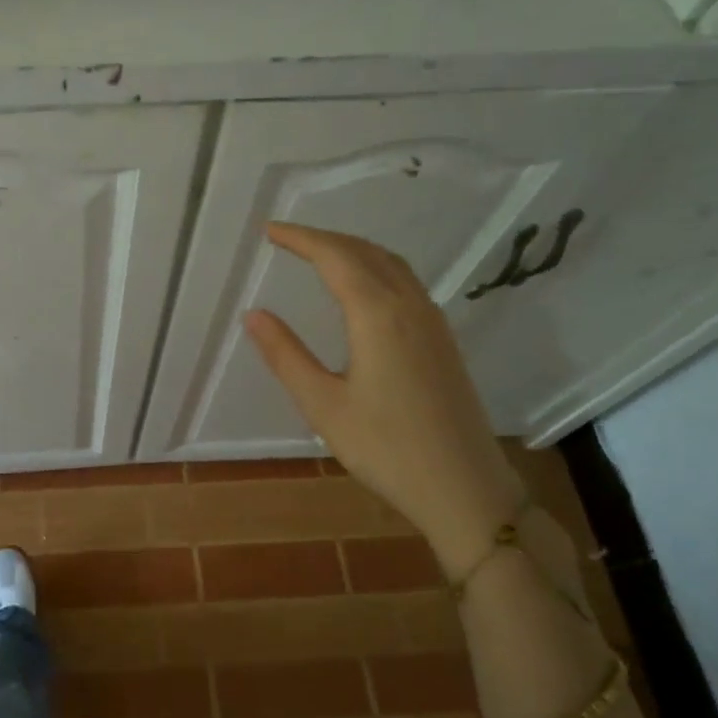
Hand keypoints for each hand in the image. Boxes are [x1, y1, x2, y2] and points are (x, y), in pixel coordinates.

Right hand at [243, 223, 522, 570]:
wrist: (465, 488)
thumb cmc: (386, 449)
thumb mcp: (323, 405)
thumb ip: (286, 355)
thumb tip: (253, 314)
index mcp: (378, 315)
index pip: (335, 257)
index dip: (301, 238)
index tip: (269, 230)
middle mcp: (410, 306)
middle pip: (366, 252)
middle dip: (324, 239)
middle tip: (286, 239)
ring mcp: (433, 322)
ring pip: (391, 264)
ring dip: (352, 250)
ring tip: (318, 255)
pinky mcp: (443, 341)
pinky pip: (406, 283)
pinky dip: (375, 268)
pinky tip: (362, 289)